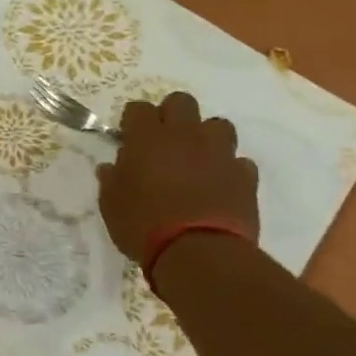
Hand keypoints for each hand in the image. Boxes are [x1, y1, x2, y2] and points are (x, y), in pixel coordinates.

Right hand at [96, 90, 259, 263]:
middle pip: (181, 102)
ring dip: (206, 137)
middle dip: (172, 115)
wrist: (199, 253)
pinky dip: (229, 169)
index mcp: (147, 139)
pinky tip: (220, 185)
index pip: (138, 108)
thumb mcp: (111, 206)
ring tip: (197, 160)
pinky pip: (239, 161)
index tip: (129, 139)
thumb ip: (111, 181)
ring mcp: (219, 153)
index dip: (133, 121)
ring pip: (217, 125)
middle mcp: (185, 136)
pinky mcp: (245, 176)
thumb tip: (112, 168)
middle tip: (163, 142)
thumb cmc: (144, 226)